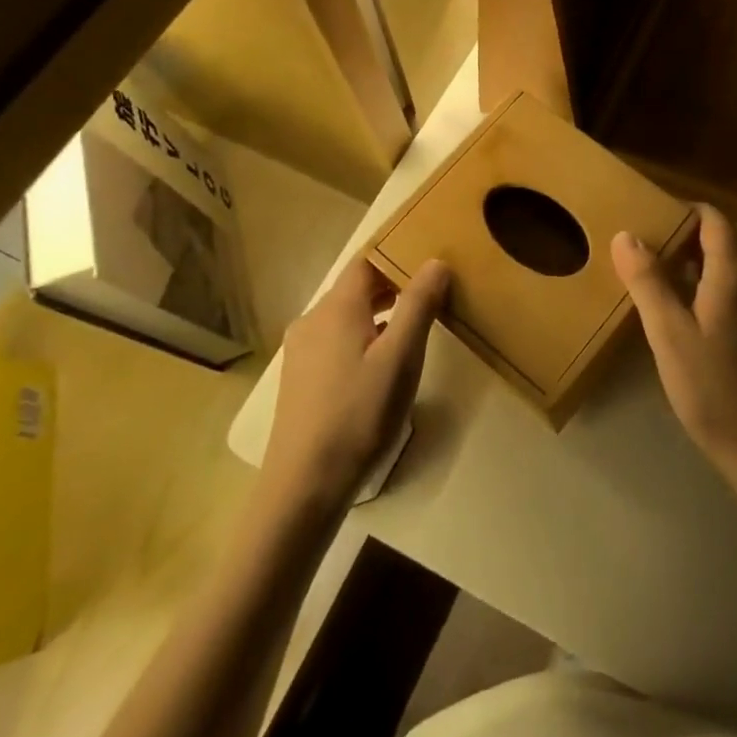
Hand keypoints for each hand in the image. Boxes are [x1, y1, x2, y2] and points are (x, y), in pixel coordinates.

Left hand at [260, 256, 449, 510]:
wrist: (305, 483)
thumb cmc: (359, 413)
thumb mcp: (401, 357)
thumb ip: (418, 305)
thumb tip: (435, 262)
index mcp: (336, 308)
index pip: (366, 260)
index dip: (396, 253)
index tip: (429, 257)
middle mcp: (312, 320)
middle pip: (355, 287)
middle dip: (392, 284)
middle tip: (430, 292)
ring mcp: (302, 350)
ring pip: (345, 315)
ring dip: (378, 312)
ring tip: (412, 325)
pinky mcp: (300, 377)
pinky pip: (336, 339)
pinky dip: (362, 336)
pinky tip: (380, 362)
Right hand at [612, 204, 736, 489]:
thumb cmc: (714, 389)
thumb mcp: (669, 335)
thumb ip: (648, 281)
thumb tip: (627, 235)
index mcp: (736, 275)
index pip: (715, 220)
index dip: (685, 212)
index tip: (653, 219)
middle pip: (723, 243)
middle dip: (686, 242)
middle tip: (646, 257)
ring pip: (732, 270)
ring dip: (699, 269)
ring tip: (662, 287)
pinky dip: (714, 291)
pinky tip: (691, 320)